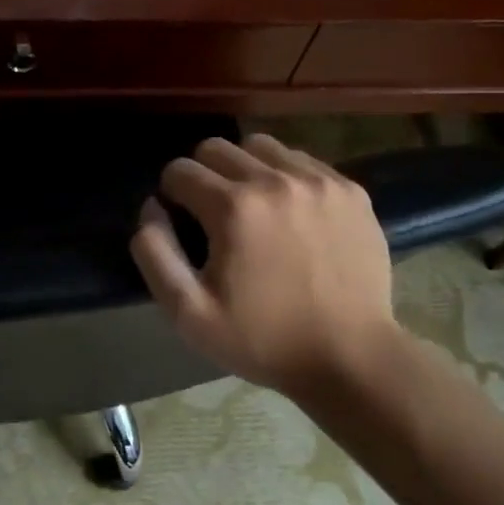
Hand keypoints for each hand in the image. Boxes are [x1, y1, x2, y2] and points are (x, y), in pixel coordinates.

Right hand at [130, 134, 400, 394]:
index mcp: (233, 207)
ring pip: (261, 147)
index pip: (179, 170)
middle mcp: (275, 180)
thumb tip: (152, 206)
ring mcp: (318, 181)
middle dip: (203, 175)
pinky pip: (302, 161)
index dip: (172, 195)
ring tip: (253, 208)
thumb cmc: (263, 339)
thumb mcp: (188, 313)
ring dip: (245, 169)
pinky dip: (286, 177)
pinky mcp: (350, 190)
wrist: (351, 357)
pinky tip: (291, 213)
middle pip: (216, 148)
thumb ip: (154, 252)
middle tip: (214, 214)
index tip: (184, 223)